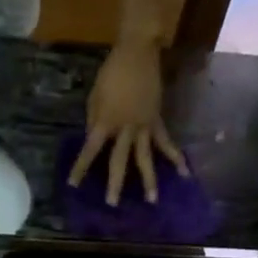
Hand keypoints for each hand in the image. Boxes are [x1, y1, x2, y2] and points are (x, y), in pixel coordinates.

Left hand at [69, 38, 188, 205]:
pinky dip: (175, 156)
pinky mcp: (157, 121)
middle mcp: (125, 128)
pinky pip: (166, 142)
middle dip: (115, 183)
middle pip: (119, 161)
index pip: (90, 150)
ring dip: (149, 180)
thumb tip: (93, 140)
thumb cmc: (111, 72)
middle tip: (112, 204)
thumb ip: (94, 120)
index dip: (81, 167)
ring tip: (152, 201)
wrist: (138, 52)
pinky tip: (184, 172)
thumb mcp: (94, 96)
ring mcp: (144, 126)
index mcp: (105, 121)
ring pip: (146, 157)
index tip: (73, 185)